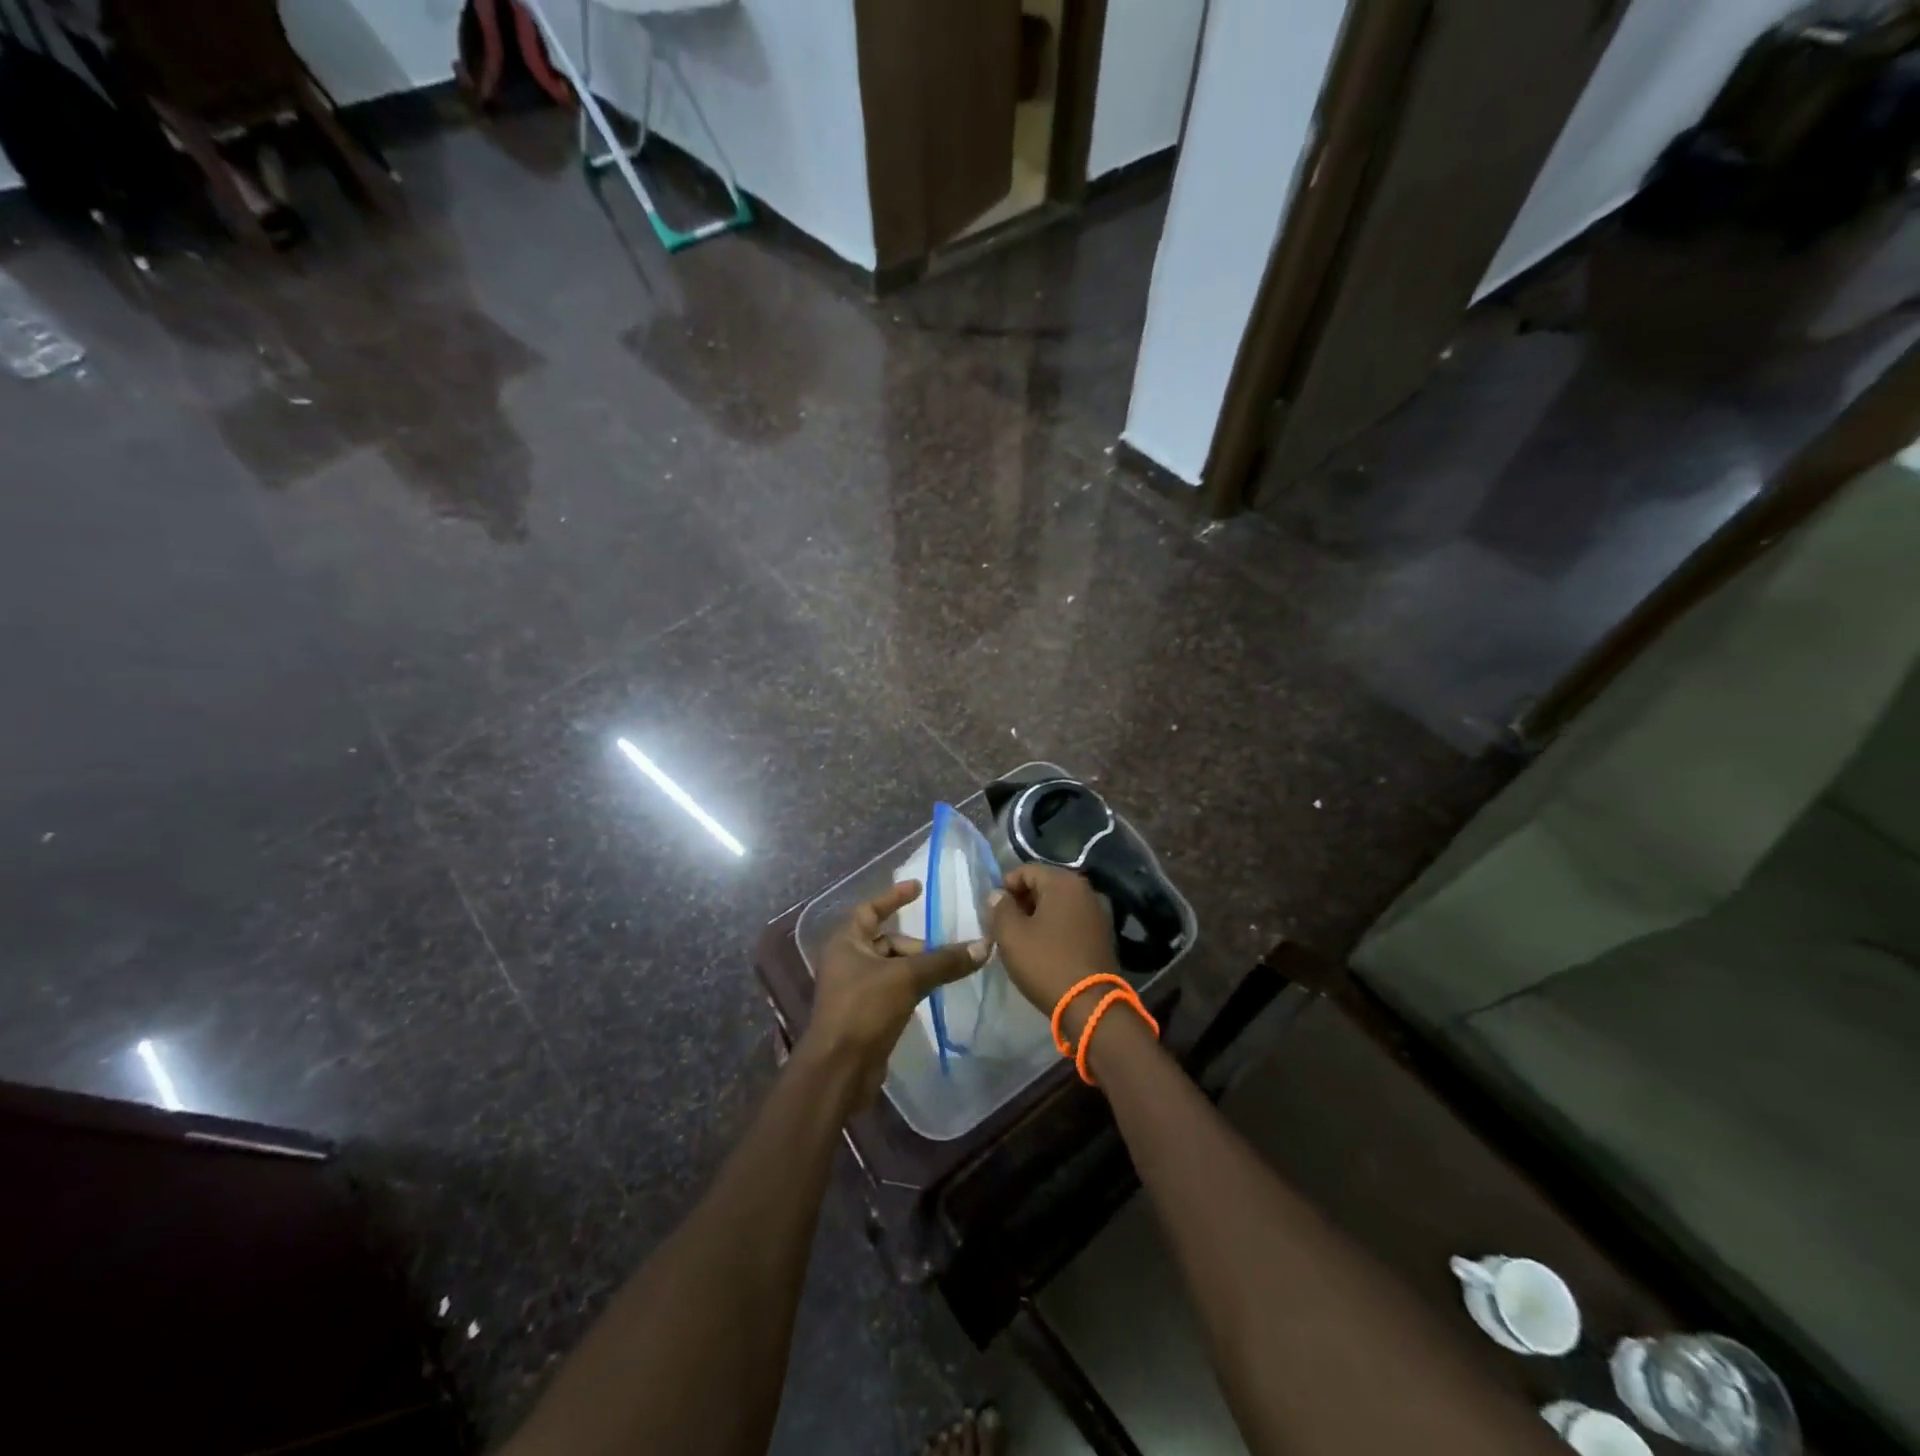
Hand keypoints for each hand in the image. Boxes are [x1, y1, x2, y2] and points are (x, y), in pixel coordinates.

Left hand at [799, 879, 987, 1113]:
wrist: (839, 1069)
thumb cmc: (864, 1010)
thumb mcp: (907, 978)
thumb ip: (944, 961)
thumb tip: (984, 946)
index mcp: (846, 942)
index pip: (870, 908)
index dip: (894, 897)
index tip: (919, 888)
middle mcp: (846, 960)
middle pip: (886, 940)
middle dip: (915, 945)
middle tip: (941, 955)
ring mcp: (853, 989)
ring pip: (891, 967)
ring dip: (915, 968)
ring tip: (942, 976)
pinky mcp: (863, 1014)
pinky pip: (891, 990)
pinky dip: (910, 988)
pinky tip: (929, 996)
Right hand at [988, 864, 1119, 1035]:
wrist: (1090, 1005)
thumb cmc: (1046, 963)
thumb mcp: (1011, 935)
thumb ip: (1000, 908)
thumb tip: (998, 895)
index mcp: (1063, 882)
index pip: (1026, 870)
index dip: (1005, 887)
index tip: (992, 911)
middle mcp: (1085, 890)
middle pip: (1044, 885)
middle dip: (1021, 901)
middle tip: (1004, 925)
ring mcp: (1098, 912)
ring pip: (1058, 904)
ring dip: (1037, 915)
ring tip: (1021, 938)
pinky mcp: (1103, 934)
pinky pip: (1071, 920)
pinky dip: (1055, 927)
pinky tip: (1043, 947)